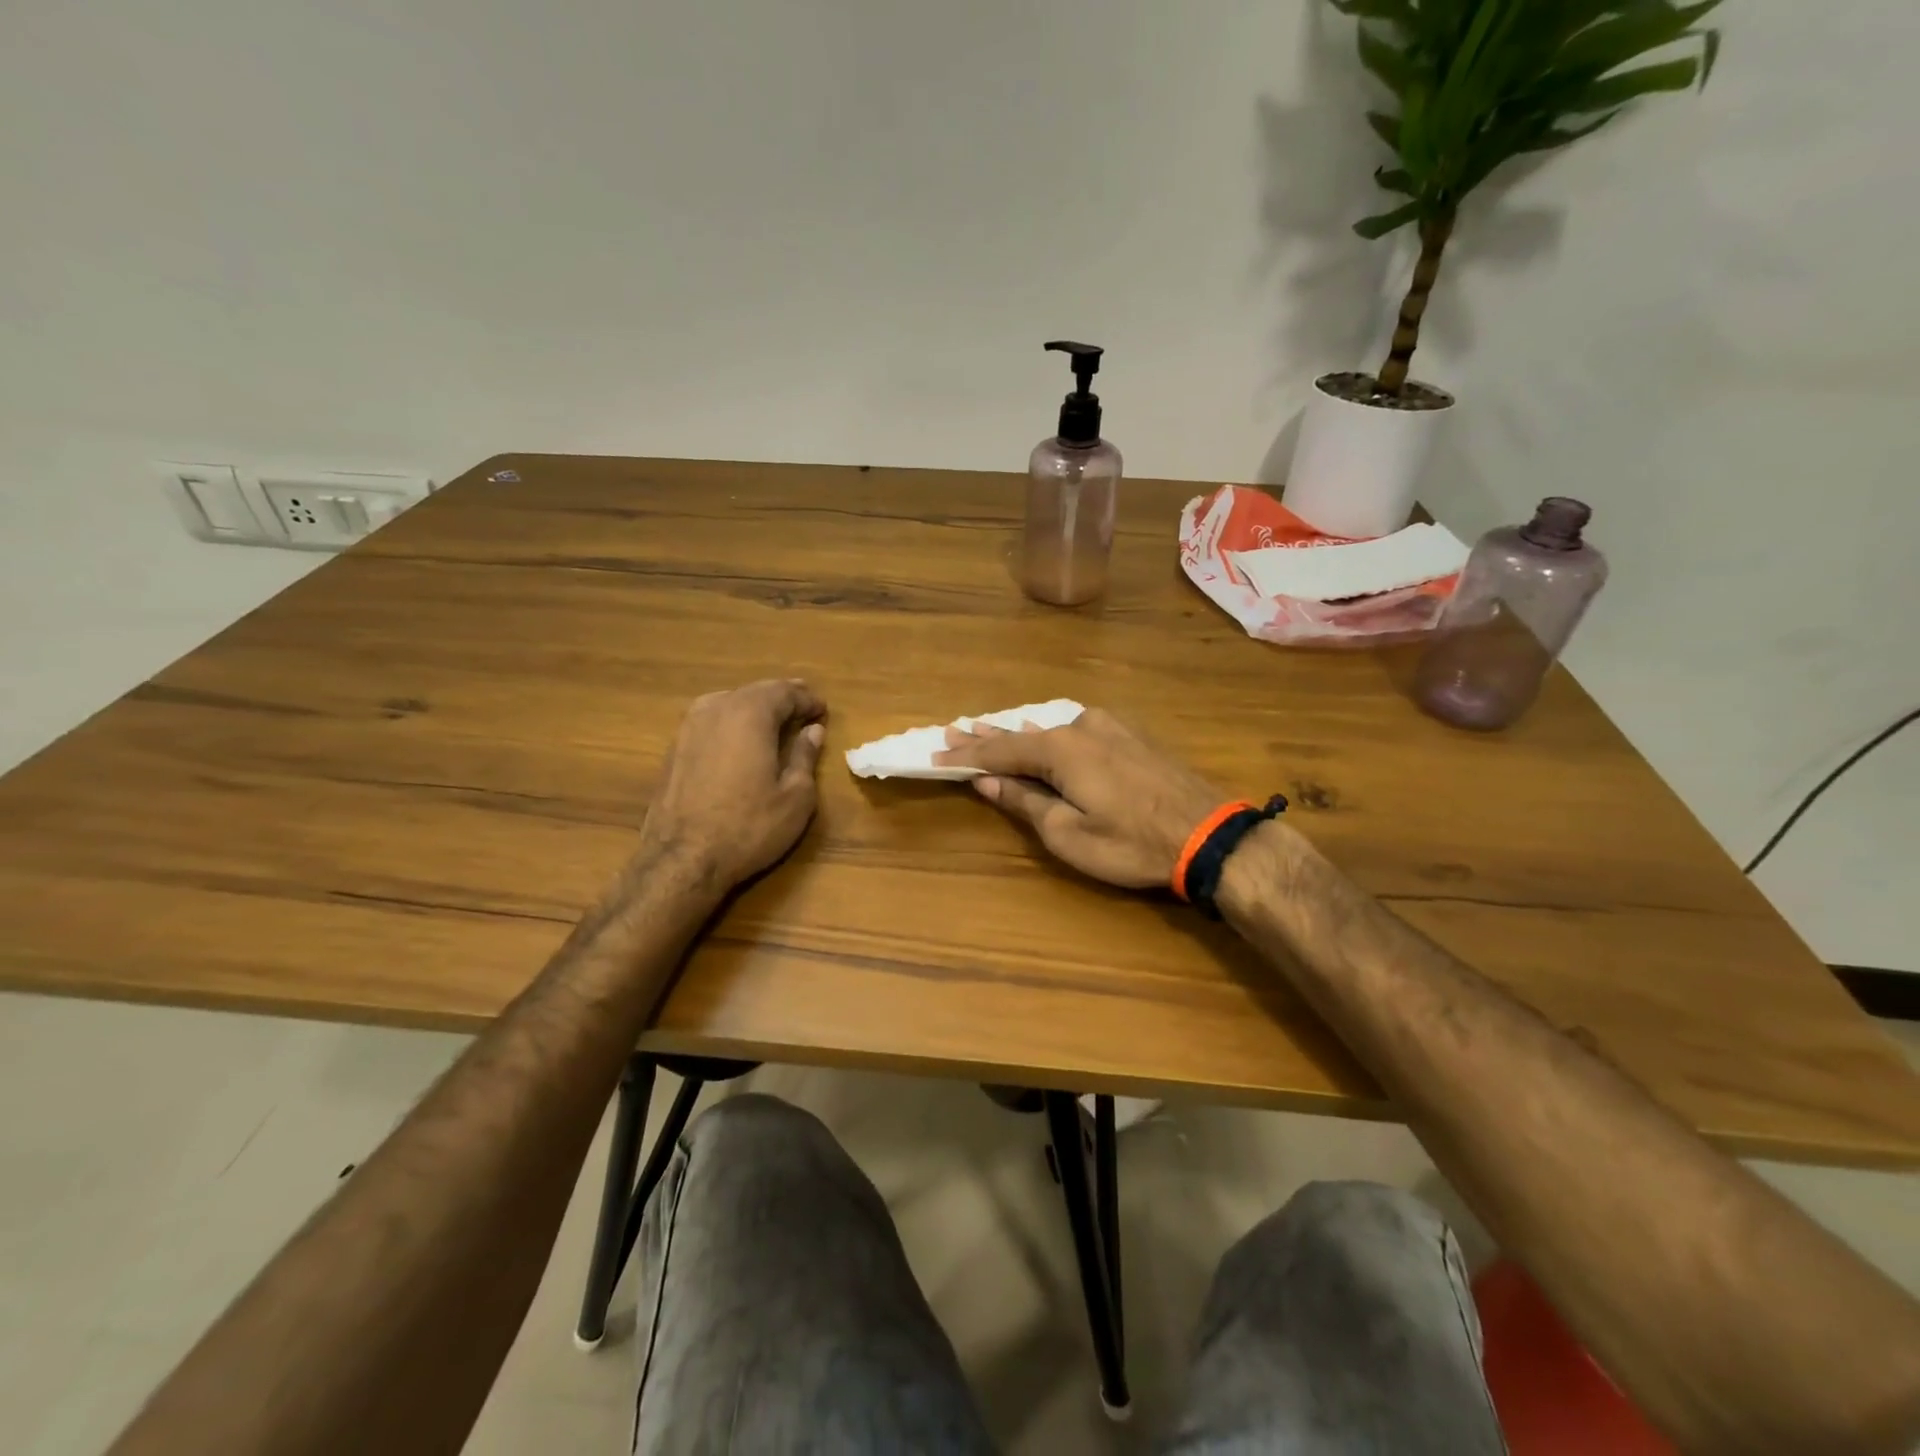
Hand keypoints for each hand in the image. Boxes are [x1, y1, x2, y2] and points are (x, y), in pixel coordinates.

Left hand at [639, 679, 827, 889]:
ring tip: (775, 720)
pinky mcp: (674, 748)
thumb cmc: (748, 827)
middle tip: (804, 707)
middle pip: (755, 691)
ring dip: (755, 707)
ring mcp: (689, 727)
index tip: (823, 711)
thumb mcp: (795, 796)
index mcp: (750, 714)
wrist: (681, 860)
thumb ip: (805, 757)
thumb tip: (812, 731)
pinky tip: (741, 740)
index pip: (785, 692)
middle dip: (783, 697)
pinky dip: (732, 722)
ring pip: (730, 702)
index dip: (808, 699)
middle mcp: (716, 709)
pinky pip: (711, 720)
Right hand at [934, 708, 1224, 889]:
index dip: (967, 754)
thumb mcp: (1068, 834)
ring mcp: (1109, 728)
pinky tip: (1039, 734)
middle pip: (1022, 734)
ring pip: (1050, 730)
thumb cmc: (1131, 843)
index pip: (1000, 749)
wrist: (1210, 835)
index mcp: (1060, 748)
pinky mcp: (1130, 737)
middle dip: (987, 737)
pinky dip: (1049, 738)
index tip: (936, 752)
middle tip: (952, 731)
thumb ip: (1025, 802)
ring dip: (1018, 736)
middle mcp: (1081, 726)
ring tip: (985, 730)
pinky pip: (1075, 733)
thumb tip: (988, 781)